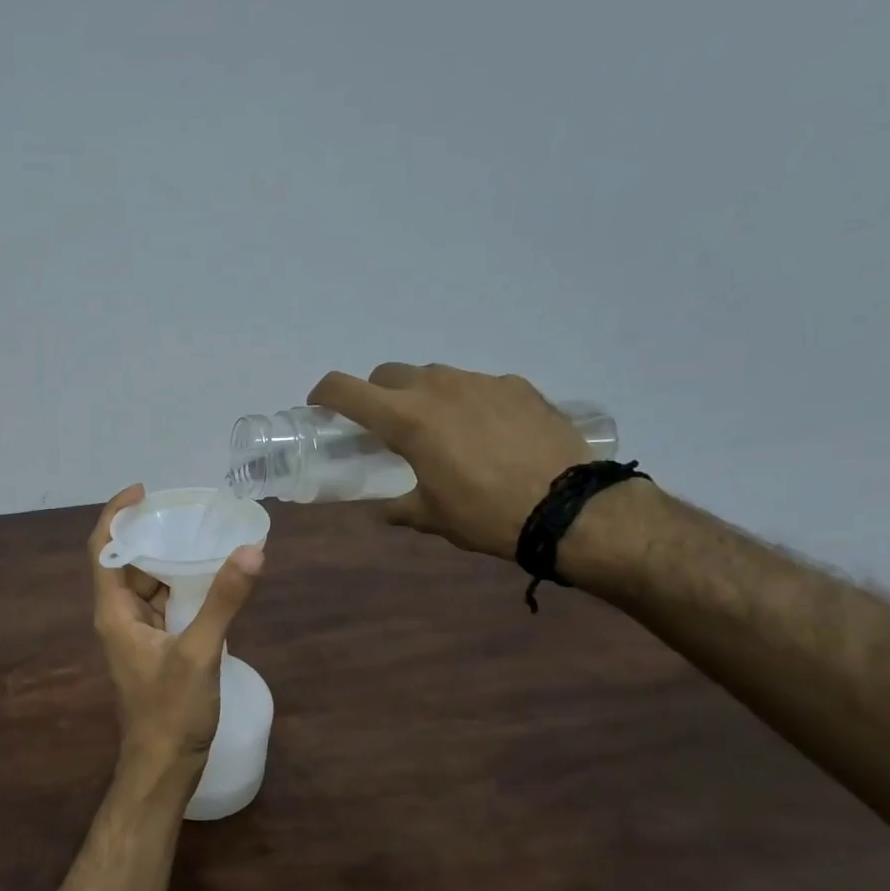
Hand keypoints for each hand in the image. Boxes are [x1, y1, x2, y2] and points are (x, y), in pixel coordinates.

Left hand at [88, 485, 263, 791]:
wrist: (163, 766)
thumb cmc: (171, 712)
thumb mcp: (200, 653)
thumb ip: (223, 601)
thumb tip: (251, 550)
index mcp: (115, 612)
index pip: (103, 549)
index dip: (116, 514)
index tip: (144, 491)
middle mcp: (119, 617)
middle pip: (126, 562)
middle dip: (151, 533)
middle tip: (187, 510)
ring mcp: (137, 634)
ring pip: (147, 584)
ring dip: (168, 559)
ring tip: (201, 533)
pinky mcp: (155, 648)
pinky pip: (164, 604)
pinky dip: (181, 586)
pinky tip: (210, 576)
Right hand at [309, 363, 590, 558]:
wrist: (570, 507)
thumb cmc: (485, 515)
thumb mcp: (431, 516)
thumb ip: (399, 507)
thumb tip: (384, 510)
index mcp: (406, 419)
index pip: (345, 389)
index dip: (324, 394)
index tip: (320, 407)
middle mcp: (437, 387)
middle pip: (388, 374)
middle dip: (377, 395)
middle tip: (385, 426)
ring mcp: (480, 381)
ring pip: (434, 375)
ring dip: (422, 396)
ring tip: (440, 430)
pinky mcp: (516, 386)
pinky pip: (477, 386)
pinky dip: (467, 403)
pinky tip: (486, 434)